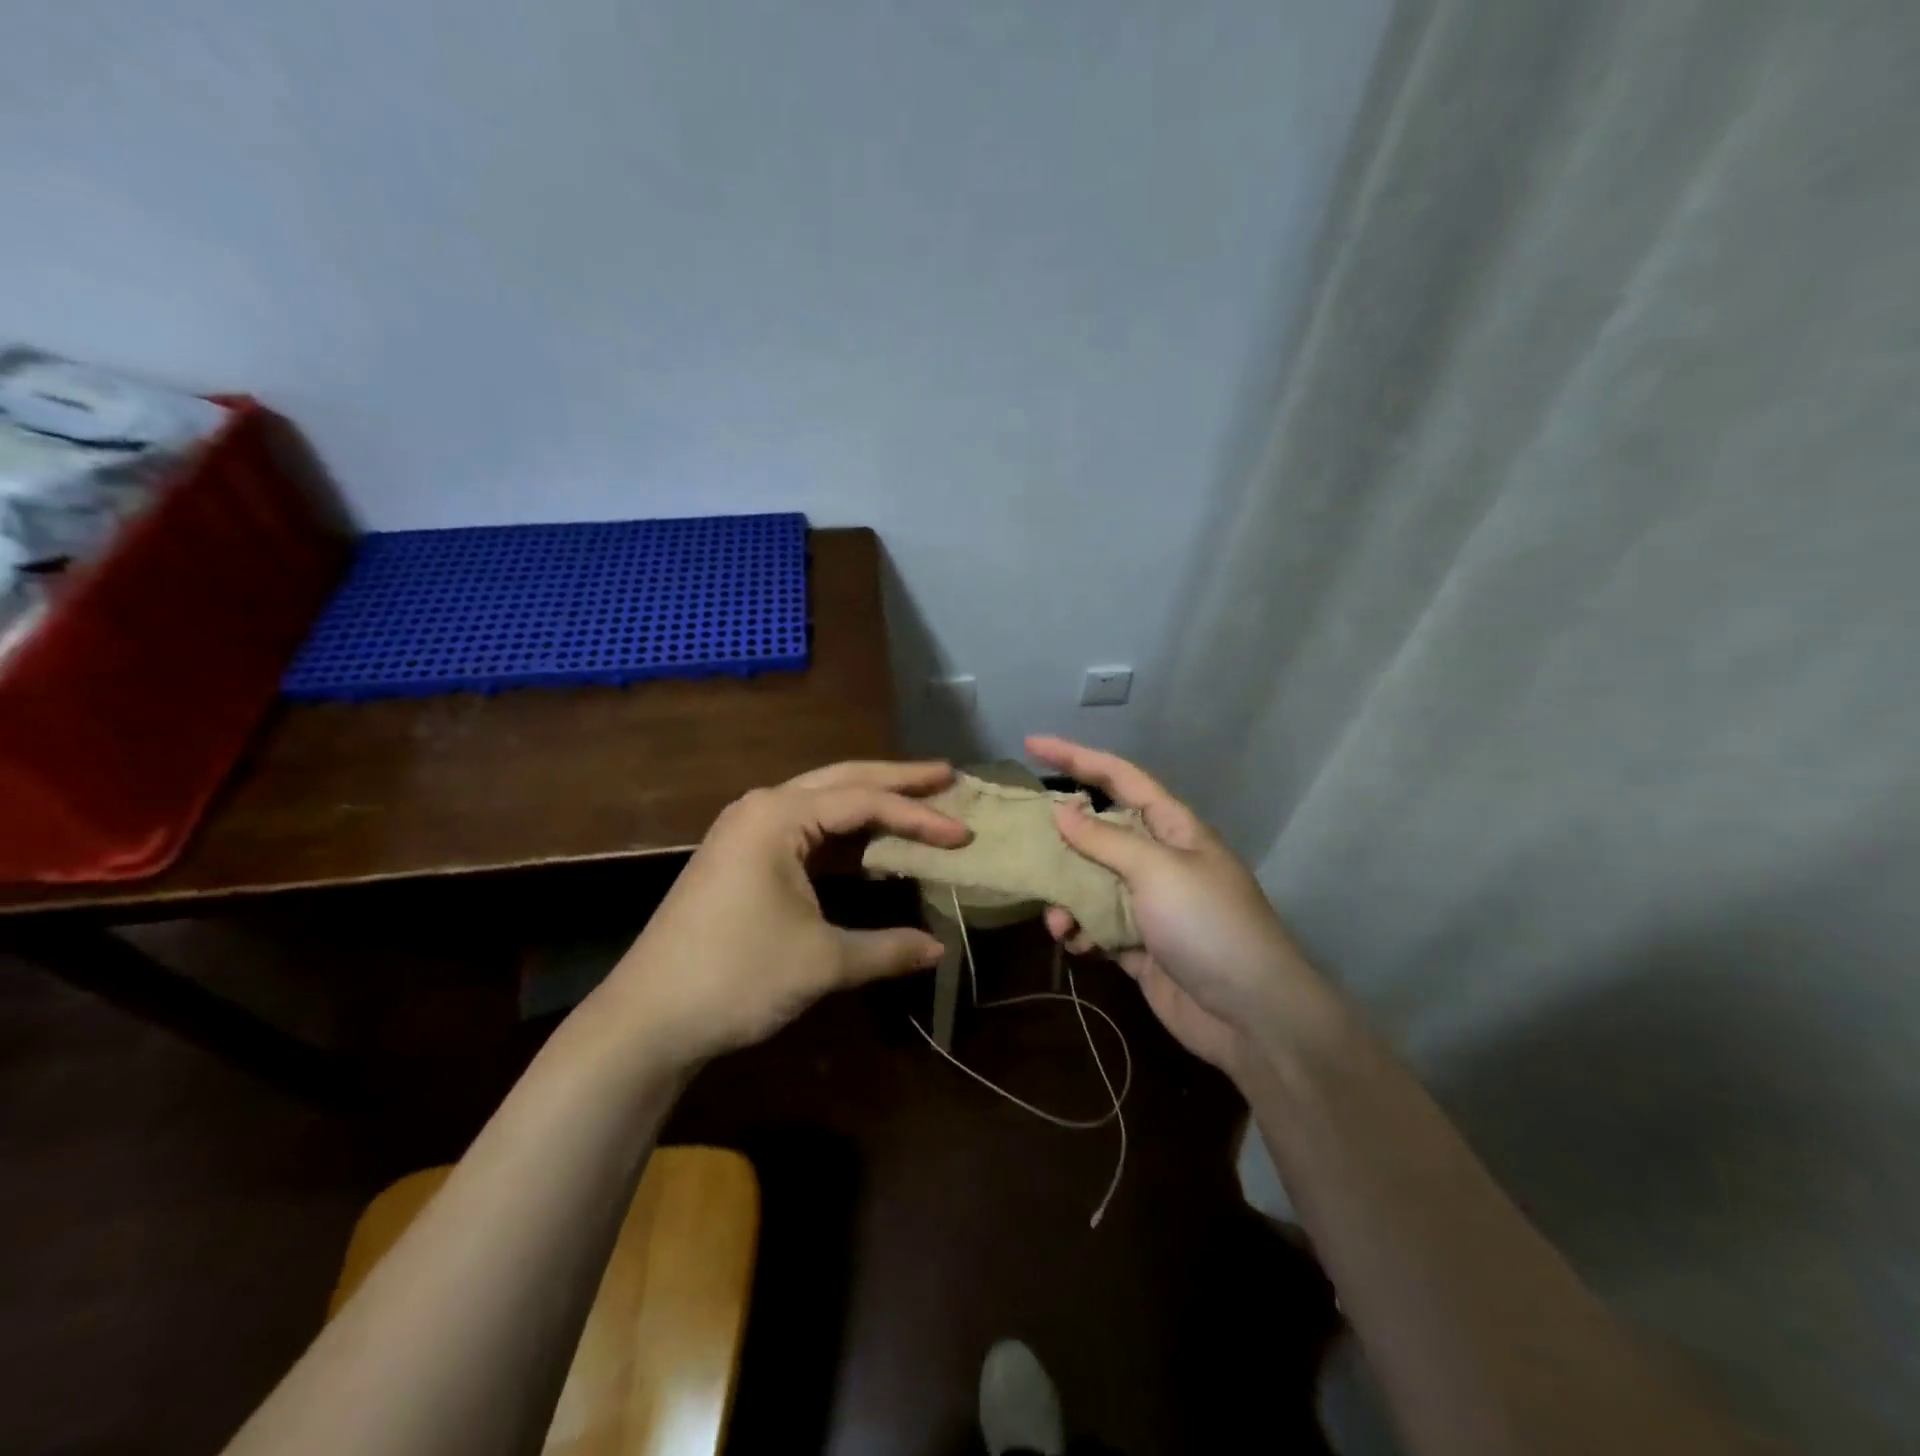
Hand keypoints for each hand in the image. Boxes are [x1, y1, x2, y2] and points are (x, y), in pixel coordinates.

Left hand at [594, 760, 968, 1066]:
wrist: (648, 1019)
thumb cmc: (736, 978)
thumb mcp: (821, 962)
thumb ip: (886, 949)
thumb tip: (938, 949)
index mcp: (778, 817)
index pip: (864, 802)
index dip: (919, 817)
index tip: (964, 833)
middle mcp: (761, 808)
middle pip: (842, 780)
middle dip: (897, 779)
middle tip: (947, 775)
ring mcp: (746, 830)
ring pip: (821, 800)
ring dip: (869, 800)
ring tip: (918, 797)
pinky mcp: (741, 856)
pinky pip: (805, 827)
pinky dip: (844, 830)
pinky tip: (868, 838)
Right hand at [1026, 735, 1323, 1077]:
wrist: (1250, 1015)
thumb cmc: (1207, 924)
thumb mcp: (1156, 870)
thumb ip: (1105, 840)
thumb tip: (1063, 811)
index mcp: (1173, 828)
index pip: (1119, 777)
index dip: (1076, 757)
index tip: (1031, 744)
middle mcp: (1159, 860)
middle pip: (1098, 832)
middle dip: (1060, 839)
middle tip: (1023, 842)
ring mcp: (1149, 905)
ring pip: (1090, 884)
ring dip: (1067, 897)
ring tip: (1058, 921)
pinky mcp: (1138, 945)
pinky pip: (1096, 925)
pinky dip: (1080, 932)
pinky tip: (1075, 945)